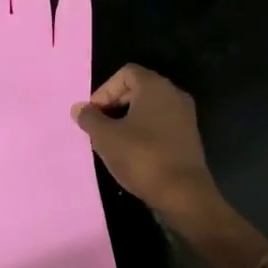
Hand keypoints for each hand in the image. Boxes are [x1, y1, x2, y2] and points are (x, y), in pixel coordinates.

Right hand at [74, 65, 219, 220]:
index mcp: (155, 86)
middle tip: (99, 127)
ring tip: (112, 141)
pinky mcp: (189, 137)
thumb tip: (79, 108)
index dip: (105, 90)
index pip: (126, 73)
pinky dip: (144, 132)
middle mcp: (174, 95)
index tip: (93, 113)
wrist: (183, 194)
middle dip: (114, 104)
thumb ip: (89, 119)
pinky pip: (161, 124)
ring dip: (127, 120)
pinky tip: (132, 153)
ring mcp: (185, 116)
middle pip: (138, 89)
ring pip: (149, 109)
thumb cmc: (142, 157)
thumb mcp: (106, 137)